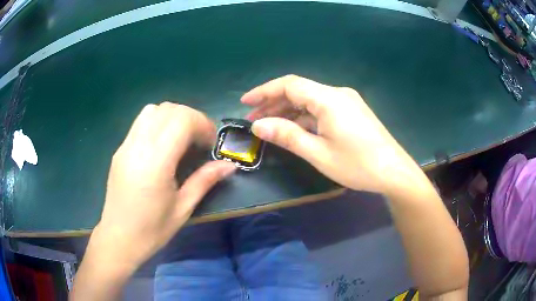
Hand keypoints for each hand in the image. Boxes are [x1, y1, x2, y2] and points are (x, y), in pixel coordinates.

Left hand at [90, 102, 235, 271]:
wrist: (118, 238)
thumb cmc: (152, 229)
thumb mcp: (183, 208)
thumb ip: (205, 180)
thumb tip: (230, 165)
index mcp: (155, 163)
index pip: (181, 120)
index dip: (202, 124)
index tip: (209, 143)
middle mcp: (137, 146)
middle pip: (168, 109)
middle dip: (191, 118)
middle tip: (199, 141)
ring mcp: (125, 145)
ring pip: (152, 110)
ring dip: (172, 117)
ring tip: (181, 139)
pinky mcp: (120, 149)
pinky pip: (141, 122)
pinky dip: (158, 122)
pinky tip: (162, 145)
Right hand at [242, 75, 420, 193]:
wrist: (394, 172)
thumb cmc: (358, 165)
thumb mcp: (319, 153)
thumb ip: (287, 136)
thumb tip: (258, 126)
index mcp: (329, 99)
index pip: (289, 85)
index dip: (264, 91)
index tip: (245, 102)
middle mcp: (337, 93)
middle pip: (299, 90)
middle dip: (274, 102)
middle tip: (254, 119)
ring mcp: (346, 101)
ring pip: (310, 100)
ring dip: (289, 110)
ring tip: (269, 125)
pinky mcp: (351, 111)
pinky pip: (322, 108)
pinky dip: (305, 116)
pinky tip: (294, 128)